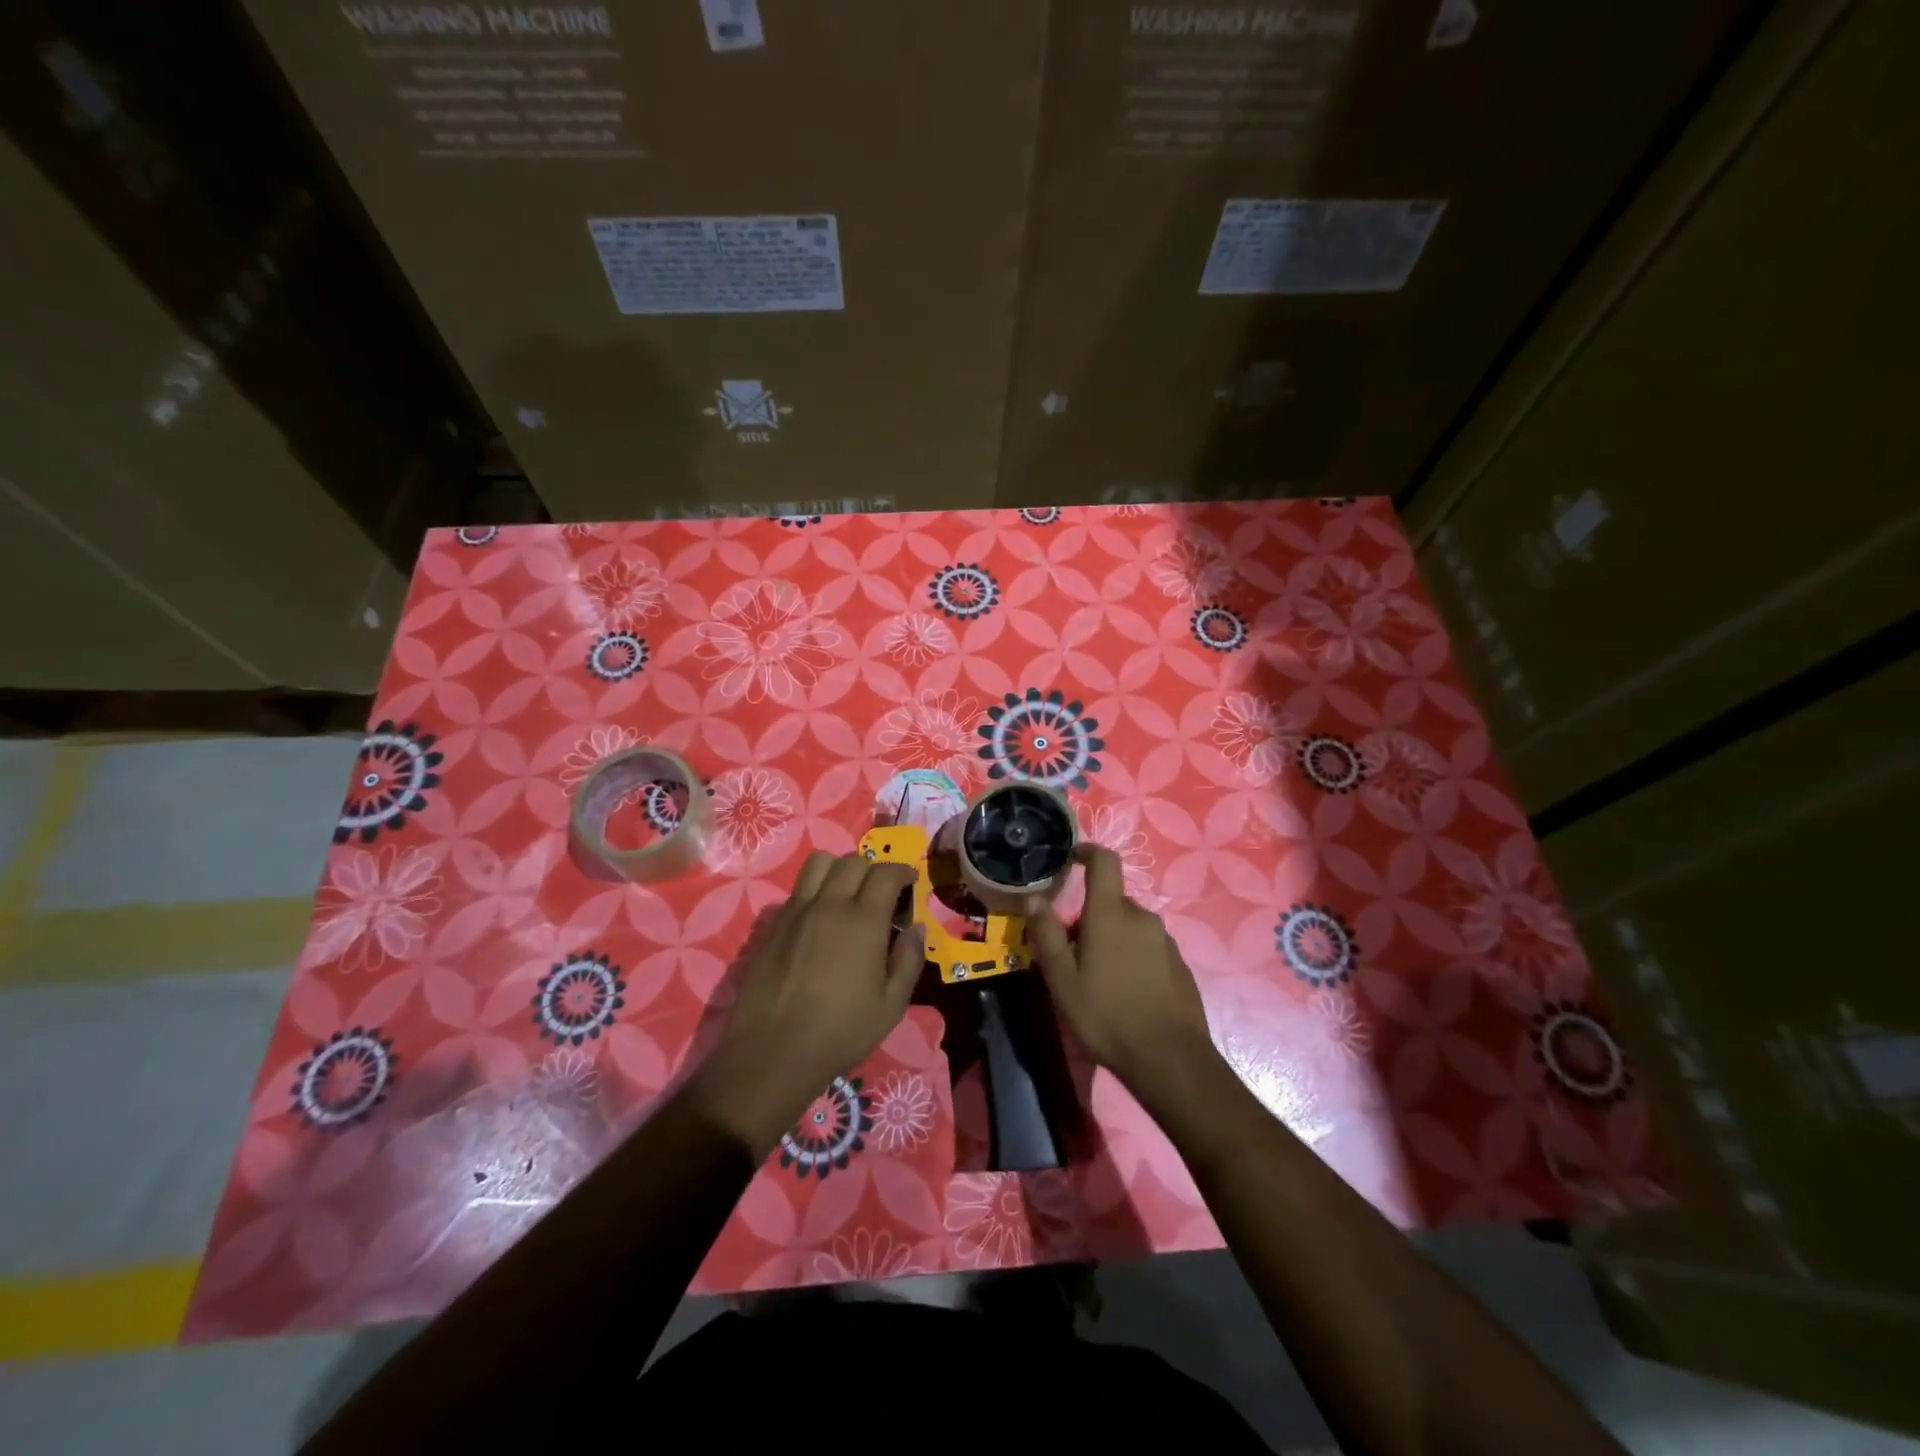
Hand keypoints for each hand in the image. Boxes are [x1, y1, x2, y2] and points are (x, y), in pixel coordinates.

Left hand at [694, 851, 925, 1154]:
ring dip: (839, 869)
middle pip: (853, 861)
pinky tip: (817, 920)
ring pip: (819, 863)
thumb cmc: (840, 1032)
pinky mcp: (771, 924)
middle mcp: (829, 904)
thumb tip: (916, 928)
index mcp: (863, 920)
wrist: (772, 1053)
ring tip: (846, 894)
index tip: (910, 882)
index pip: (886, 873)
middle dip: (873, 869)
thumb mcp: (891, 1005)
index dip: (902, 871)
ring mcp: (796, 911)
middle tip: (881, 893)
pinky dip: (813, 891)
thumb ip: (909, 960)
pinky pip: (796, 890)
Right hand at [1024, 846, 1216, 1097]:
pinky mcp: (1178, 964)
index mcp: (1111, 914)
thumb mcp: (1062, 979)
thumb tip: (1034, 898)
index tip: (1071, 858)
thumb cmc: (1106, 1015)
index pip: (1104, 862)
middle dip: (1090, 917)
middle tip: (1071, 953)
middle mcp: (1142, 917)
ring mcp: (1165, 941)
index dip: (1087, 852)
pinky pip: (1147, 947)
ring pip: (1129, 927)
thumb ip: (1047, 934)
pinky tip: (1124, 992)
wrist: (1169, 1059)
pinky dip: (1131, 957)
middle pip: (1112, 902)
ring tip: (1096, 979)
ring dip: (1111, 939)